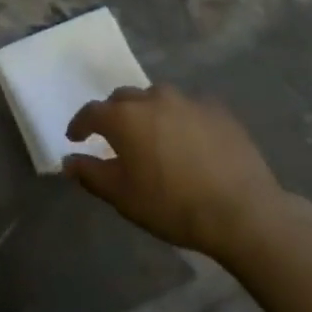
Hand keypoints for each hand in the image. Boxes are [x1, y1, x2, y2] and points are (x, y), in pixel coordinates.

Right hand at [64, 86, 286, 258]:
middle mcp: (152, 99)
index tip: (76, 138)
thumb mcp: (123, 197)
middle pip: (124, 99)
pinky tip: (189, 140)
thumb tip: (69, 161)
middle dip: (114, 114)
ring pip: (157, 99)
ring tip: (153, 136)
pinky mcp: (218, 110)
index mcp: (124, 117)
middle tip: (115, 137)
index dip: (80, 125)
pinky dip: (181, 119)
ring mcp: (188, 101)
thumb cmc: (173, 205)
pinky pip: (189, 108)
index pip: (91, 112)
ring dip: (148, 113)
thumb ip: (91, 174)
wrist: (243, 212)